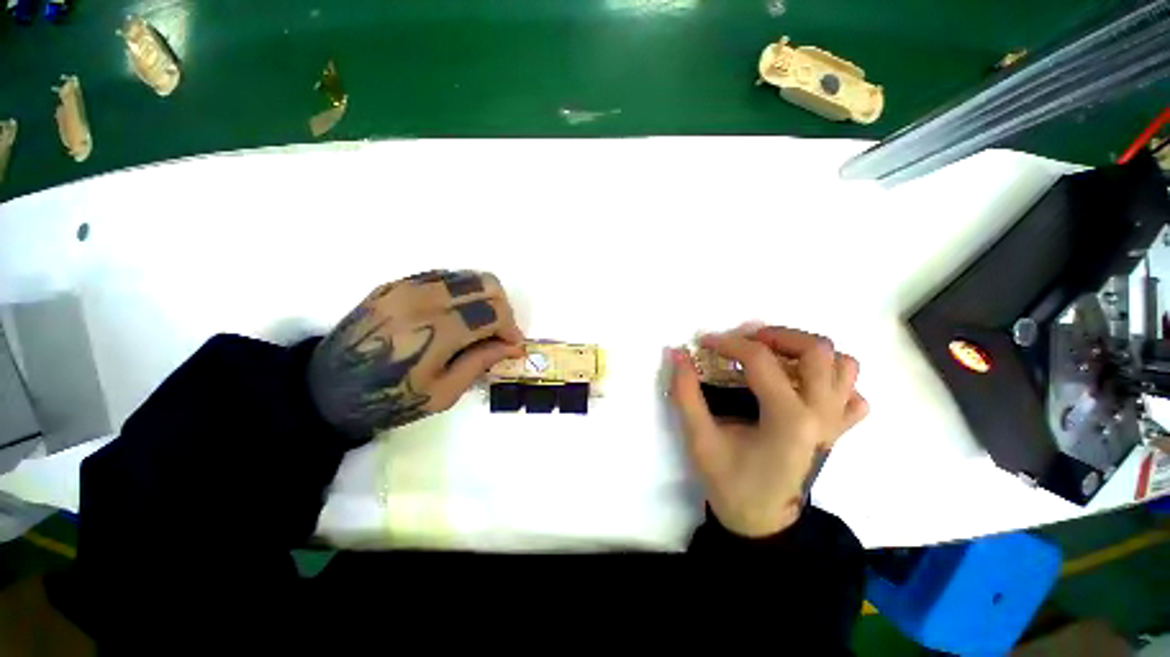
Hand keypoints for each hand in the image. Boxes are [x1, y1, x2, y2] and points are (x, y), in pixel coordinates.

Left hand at [308, 270, 523, 438]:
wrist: (327, 390)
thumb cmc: (390, 399)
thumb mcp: (443, 394)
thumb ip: (481, 362)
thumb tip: (513, 347)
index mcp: (436, 330)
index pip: (493, 311)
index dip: (511, 328)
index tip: (512, 346)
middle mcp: (423, 298)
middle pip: (487, 284)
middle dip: (503, 308)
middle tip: (499, 333)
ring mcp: (406, 286)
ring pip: (467, 275)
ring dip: (484, 298)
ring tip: (480, 325)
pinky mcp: (395, 284)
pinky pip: (443, 277)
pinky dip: (461, 293)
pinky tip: (456, 316)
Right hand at [668, 326, 867, 537]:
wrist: (761, 521)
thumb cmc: (729, 482)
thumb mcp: (699, 439)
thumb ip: (686, 393)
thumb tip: (677, 354)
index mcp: (788, 420)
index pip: (761, 360)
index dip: (728, 343)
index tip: (706, 342)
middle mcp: (821, 416)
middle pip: (817, 349)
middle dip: (777, 335)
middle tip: (747, 341)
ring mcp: (837, 423)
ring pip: (844, 364)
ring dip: (807, 352)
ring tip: (776, 358)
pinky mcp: (839, 431)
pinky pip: (852, 392)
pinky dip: (832, 379)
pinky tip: (802, 387)